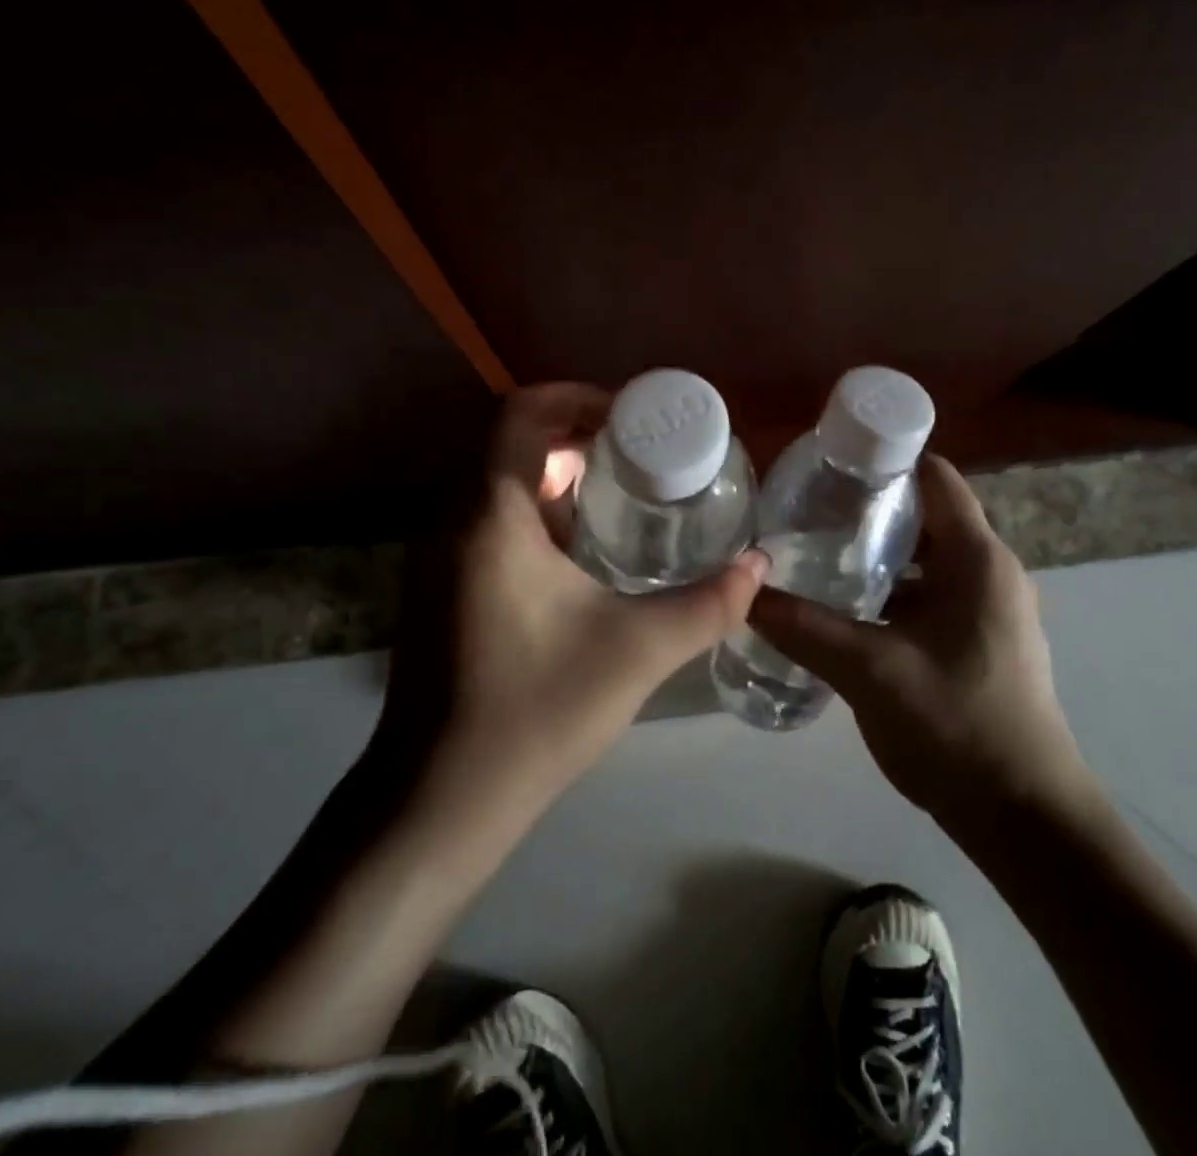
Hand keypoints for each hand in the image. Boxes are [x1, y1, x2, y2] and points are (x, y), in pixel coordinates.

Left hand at [379, 383, 768, 815]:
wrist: (440, 800)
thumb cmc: (537, 711)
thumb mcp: (638, 651)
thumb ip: (709, 604)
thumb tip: (761, 566)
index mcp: (491, 516)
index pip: (521, 413)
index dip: (576, 397)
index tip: (630, 416)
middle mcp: (452, 521)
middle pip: (508, 442)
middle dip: (573, 435)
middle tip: (637, 453)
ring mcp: (435, 556)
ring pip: (495, 482)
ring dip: (552, 475)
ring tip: (619, 495)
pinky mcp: (436, 588)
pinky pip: (484, 519)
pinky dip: (532, 512)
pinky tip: (580, 552)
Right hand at [747, 454, 1089, 828]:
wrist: (1023, 816)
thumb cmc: (955, 726)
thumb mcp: (869, 670)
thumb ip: (804, 628)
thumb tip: (744, 595)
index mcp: (978, 559)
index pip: (934, 477)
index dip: (885, 461)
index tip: (830, 466)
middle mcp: (993, 572)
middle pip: (928, 517)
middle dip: (872, 512)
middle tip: (810, 514)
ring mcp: (994, 610)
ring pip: (929, 562)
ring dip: (882, 558)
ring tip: (822, 559)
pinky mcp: (986, 643)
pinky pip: (936, 597)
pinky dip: (897, 595)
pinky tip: (853, 615)